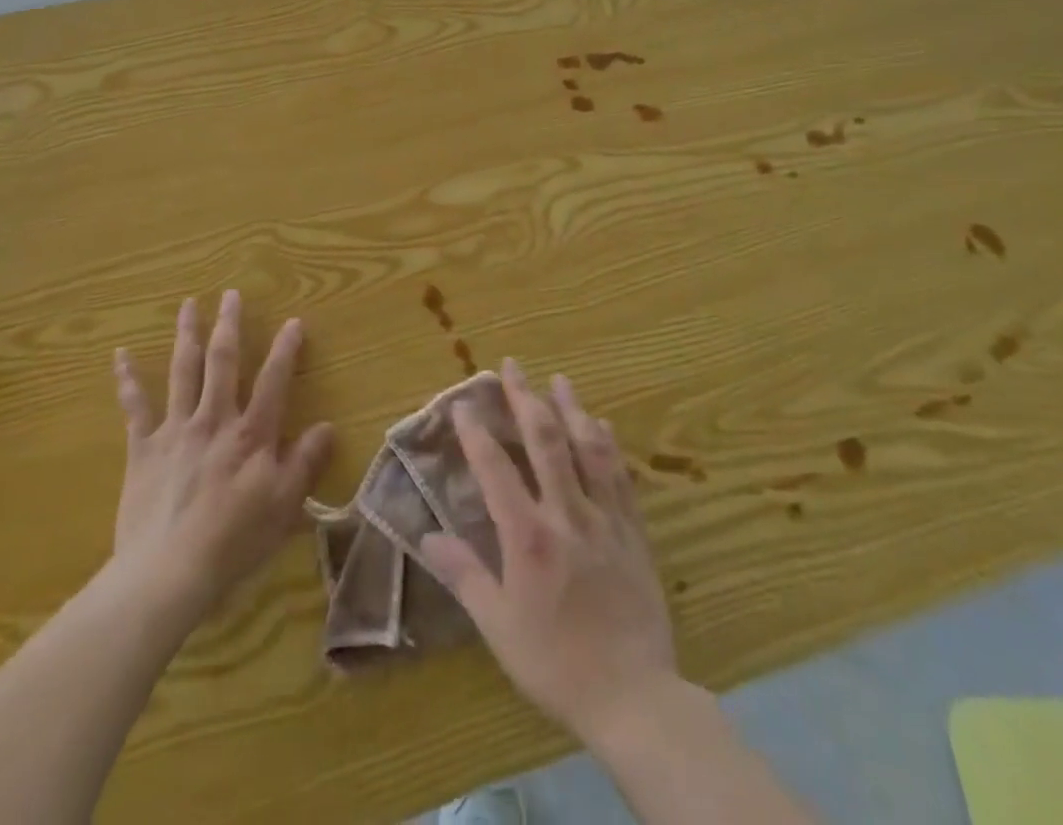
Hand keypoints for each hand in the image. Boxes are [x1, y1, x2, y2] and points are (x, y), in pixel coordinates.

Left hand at [110, 292, 333, 622]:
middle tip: (230, 294)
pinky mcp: (143, 448)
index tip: (294, 321)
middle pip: (222, 362)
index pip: (273, 380)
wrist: (167, 572)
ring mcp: (175, 430)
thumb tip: (327, 426)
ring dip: (186, 335)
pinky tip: (120, 355)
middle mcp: (214, 419)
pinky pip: (134, 407)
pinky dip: (127, 379)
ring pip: (182, 371)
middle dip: (228, 325)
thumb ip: (305, 462)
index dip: (285, 349)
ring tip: (188, 304)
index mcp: (251, 433)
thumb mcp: (283, 505)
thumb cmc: (233, 541)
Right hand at [419, 360, 677, 744]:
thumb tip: (427, 537)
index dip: (477, 432)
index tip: (464, 403)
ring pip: (587, 449)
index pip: (496, 469)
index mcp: (528, 537)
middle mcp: (567, 515)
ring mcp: (605, 519)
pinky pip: (620, 477)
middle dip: (525, 399)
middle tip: (512, 366)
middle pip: (545, 442)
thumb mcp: (499, 627)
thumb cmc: (556, 664)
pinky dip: (608, 445)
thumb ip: (464, 575)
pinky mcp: (633, 532)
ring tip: (560, 379)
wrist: (635, 698)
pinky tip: (602, 424)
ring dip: (571, 409)